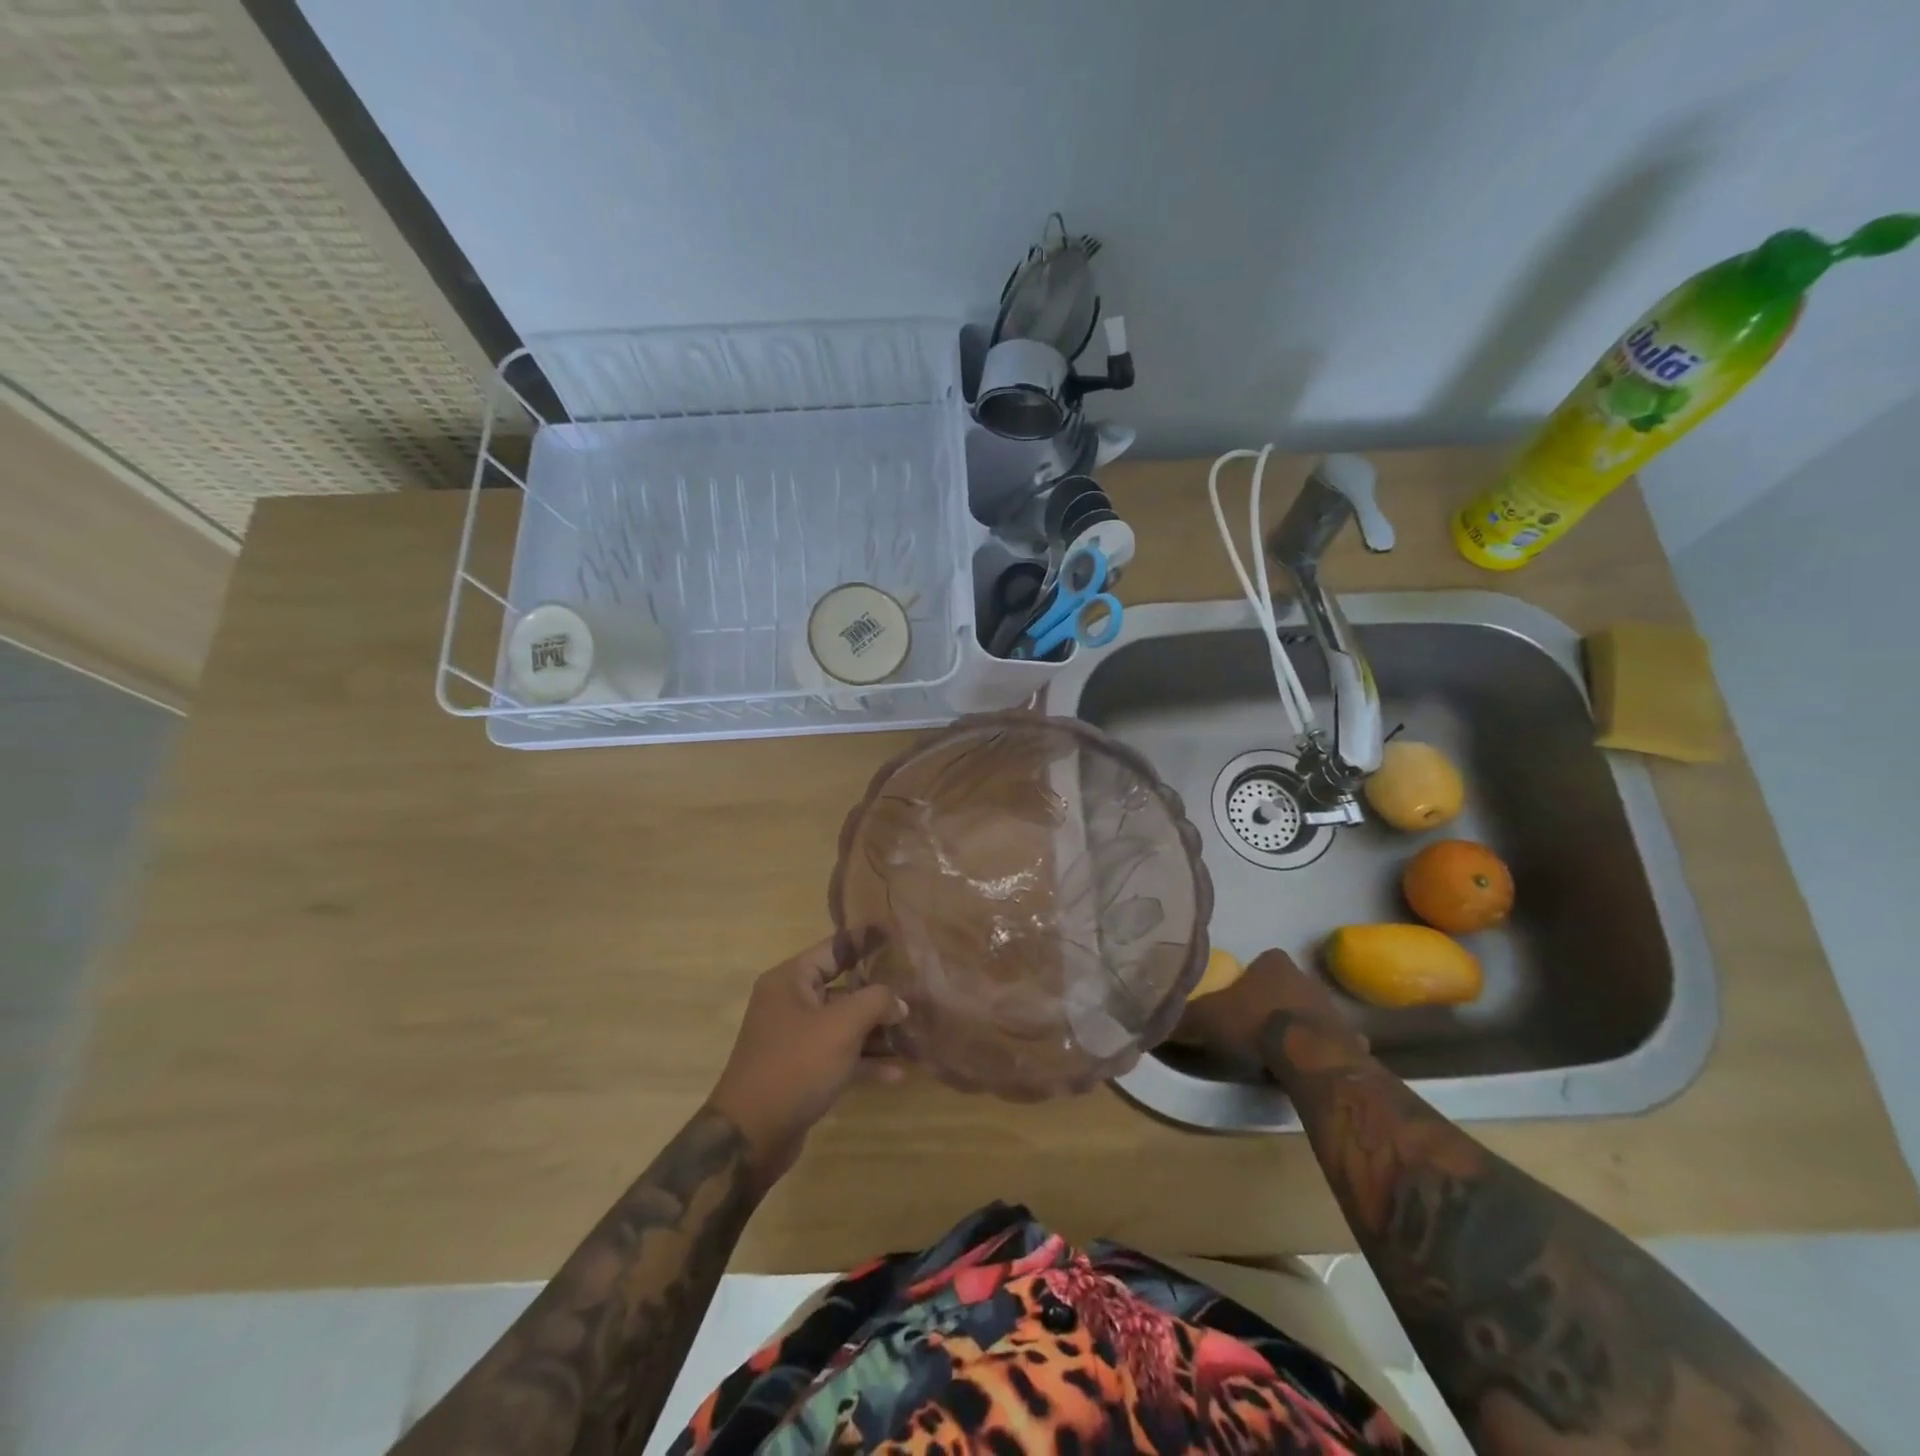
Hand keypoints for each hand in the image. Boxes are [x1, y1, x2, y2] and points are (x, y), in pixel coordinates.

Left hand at [706, 936, 907, 1190]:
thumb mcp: (842, 1025)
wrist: (751, 1136)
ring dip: (876, 1032)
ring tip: (913, 1034)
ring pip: (844, 1025)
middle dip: (878, 995)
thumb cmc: (795, 1065)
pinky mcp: (802, 1072)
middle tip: (915, 993)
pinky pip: (839, 1057)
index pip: (834, 949)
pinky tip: (897, 1074)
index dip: (865, 943)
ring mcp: (796, 1040)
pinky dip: (865, 1063)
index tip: (896, 937)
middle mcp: (790, 1004)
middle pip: (842, 989)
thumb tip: (898, 1002)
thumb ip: (876, 1002)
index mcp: (790, 980)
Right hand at [1171, 948, 1368, 1083]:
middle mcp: (1306, 978)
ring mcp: (1332, 1008)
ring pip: (1309, 1011)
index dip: (1249, 977)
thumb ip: (1181, 1016)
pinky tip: (1311, 1065)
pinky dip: (1324, 1050)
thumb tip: (1150, 1020)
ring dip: (1297, 1024)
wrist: (1309, 1055)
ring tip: (1277, 1048)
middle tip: (1253, 1023)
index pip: (1262, 961)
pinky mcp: (1350, 1039)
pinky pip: (1333, 1041)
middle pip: (1286, 985)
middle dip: (1272, 1000)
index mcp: (1273, 964)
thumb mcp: (1206, 1018)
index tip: (1238, 997)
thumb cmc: (1256, 1023)